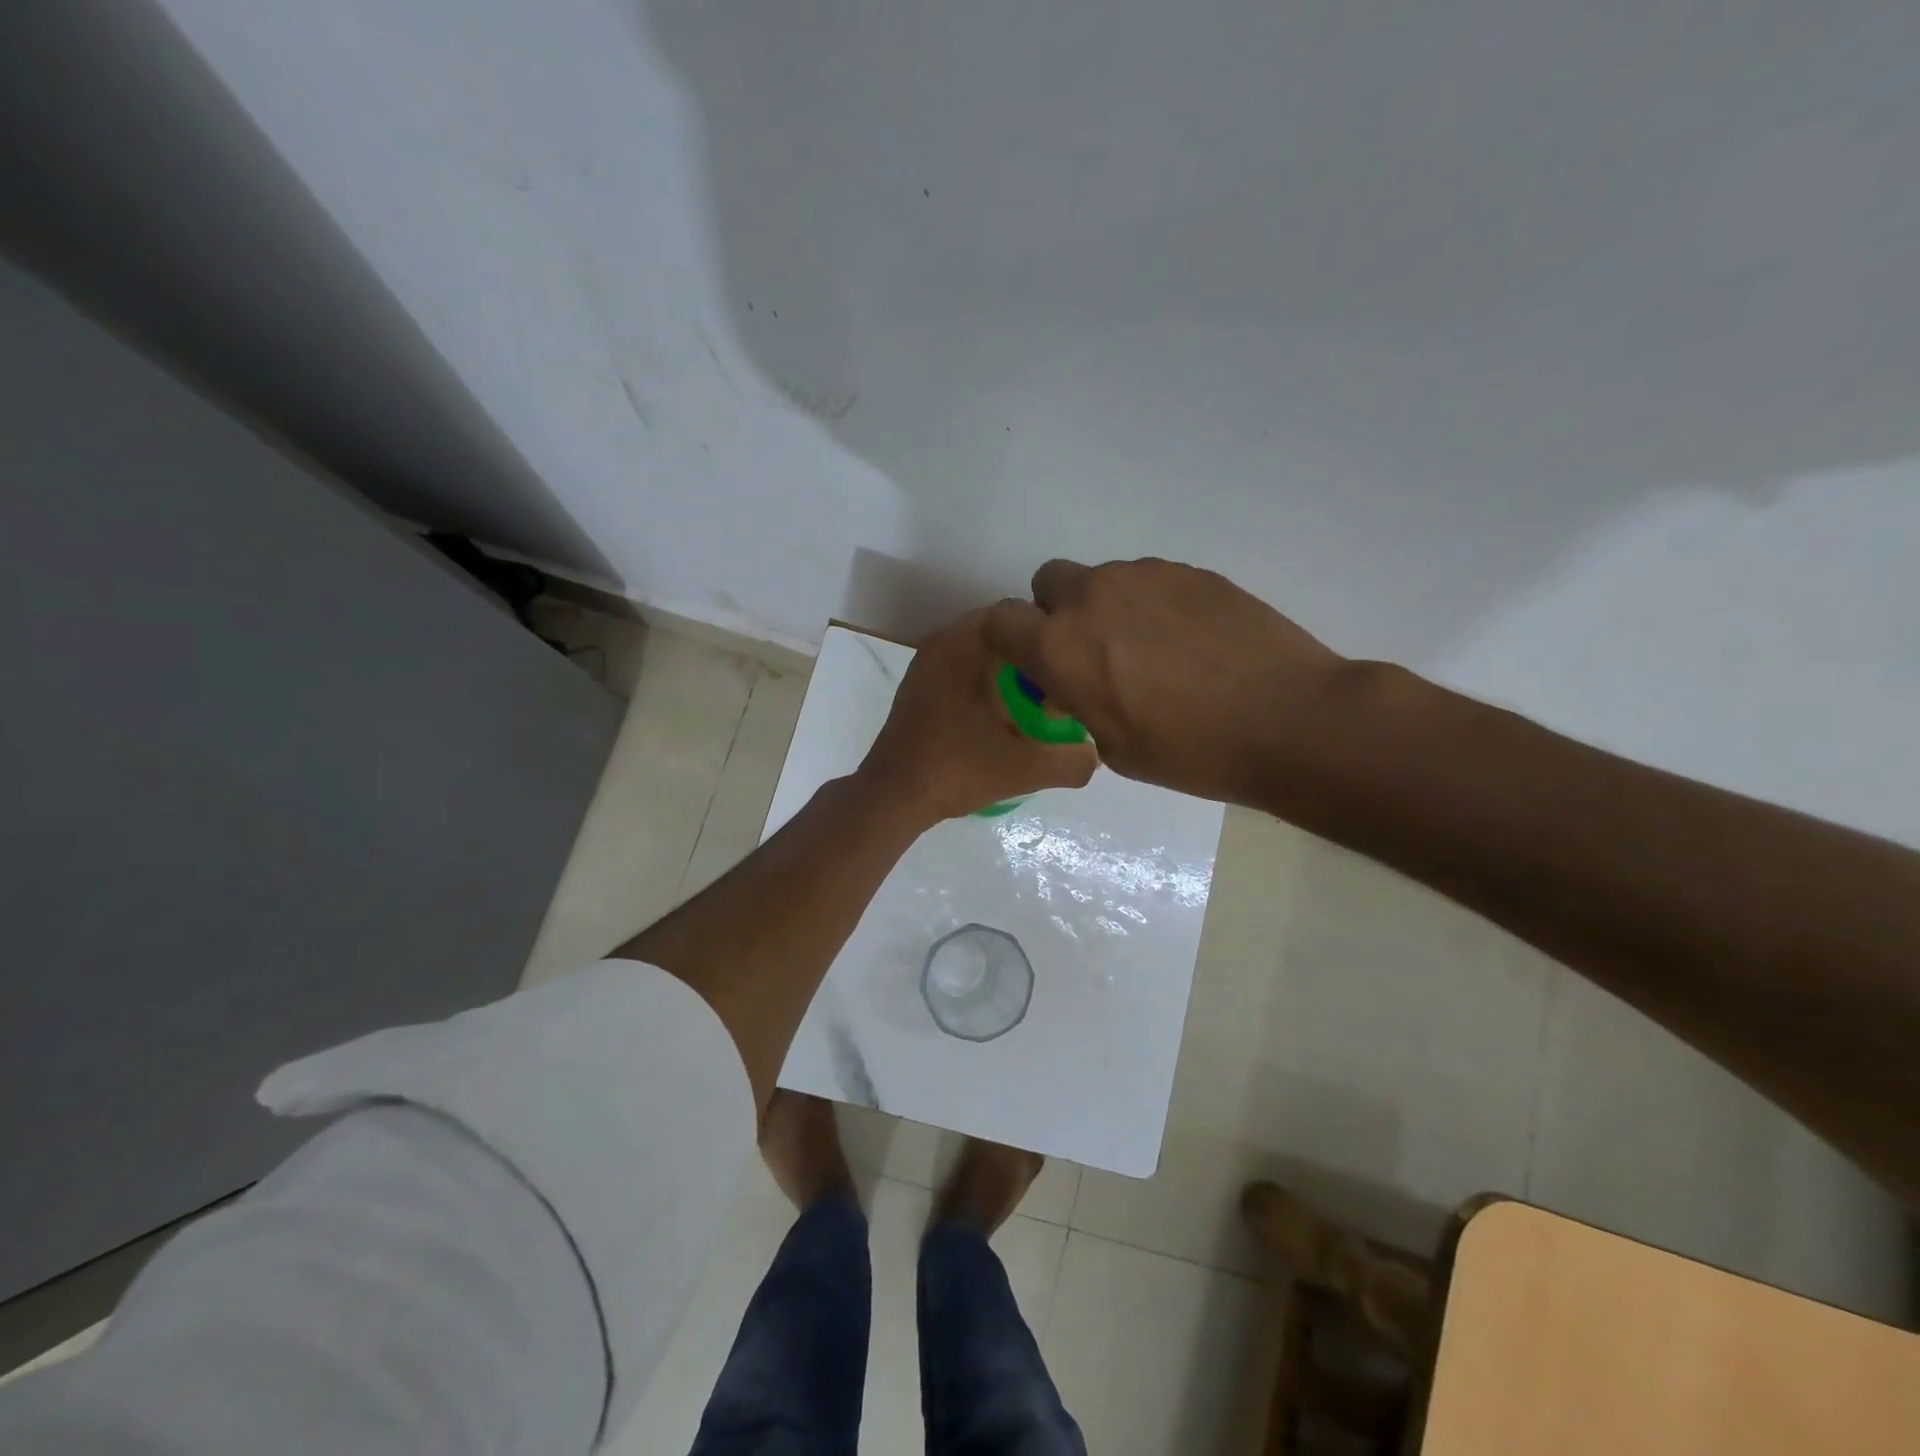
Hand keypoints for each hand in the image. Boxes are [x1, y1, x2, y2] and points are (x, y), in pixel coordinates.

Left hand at [858, 609, 1099, 823]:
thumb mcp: (1027, 768)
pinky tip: (1000, 719)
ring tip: (1034, 707)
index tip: (1071, 670)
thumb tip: (1095, 752)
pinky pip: (963, 670)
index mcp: (968, 644)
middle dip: (1033, 658)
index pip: (1022, 615)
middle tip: (1058, 692)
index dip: (1052, 638)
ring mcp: (926, 663)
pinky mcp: (918, 686)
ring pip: (982, 653)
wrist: (894, 796)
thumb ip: (1073, 760)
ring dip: (1009, 673)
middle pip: (1004, 635)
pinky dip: (985, 684)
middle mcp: (944, 641)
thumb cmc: (958, 769)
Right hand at [983, 558, 1346, 806]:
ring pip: (1102, 580)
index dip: (1011, 641)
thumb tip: (1076, 684)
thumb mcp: (1113, 746)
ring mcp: (1143, 576)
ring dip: (1108, 608)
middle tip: (1093, 651)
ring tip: (1153, 650)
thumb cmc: (1191, 752)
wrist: (1287, 719)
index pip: (1000, 620)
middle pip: (1048, 582)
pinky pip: (1148, 581)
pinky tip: (1190, 641)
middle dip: (1057, 612)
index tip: (1037, 664)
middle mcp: (1091, 598)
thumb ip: (1078, 703)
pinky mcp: (1188, 570)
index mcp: (1060, 647)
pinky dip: (1153, 605)